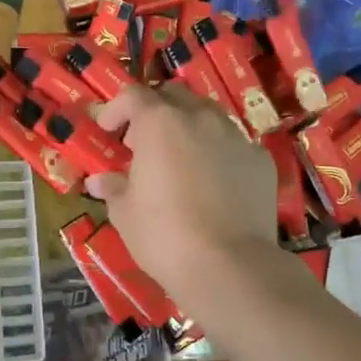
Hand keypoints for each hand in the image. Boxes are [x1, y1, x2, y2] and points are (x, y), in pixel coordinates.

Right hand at [84, 84, 279, 300]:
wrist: (229, 266)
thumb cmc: (164, 236)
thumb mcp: (126, 214)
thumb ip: (113, 188)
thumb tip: (99, 181)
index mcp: (160, 123)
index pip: (133, 95)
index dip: (116, 109)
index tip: (108, 130)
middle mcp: (200, 118)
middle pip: (174, 95)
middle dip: (154, 111)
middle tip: (142, 141)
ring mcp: (235, 137)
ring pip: (208, 115)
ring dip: (188, 127)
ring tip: (180, 158)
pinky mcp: (261, 160)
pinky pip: (234, 144)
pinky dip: (218, 152)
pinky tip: (213, 182)